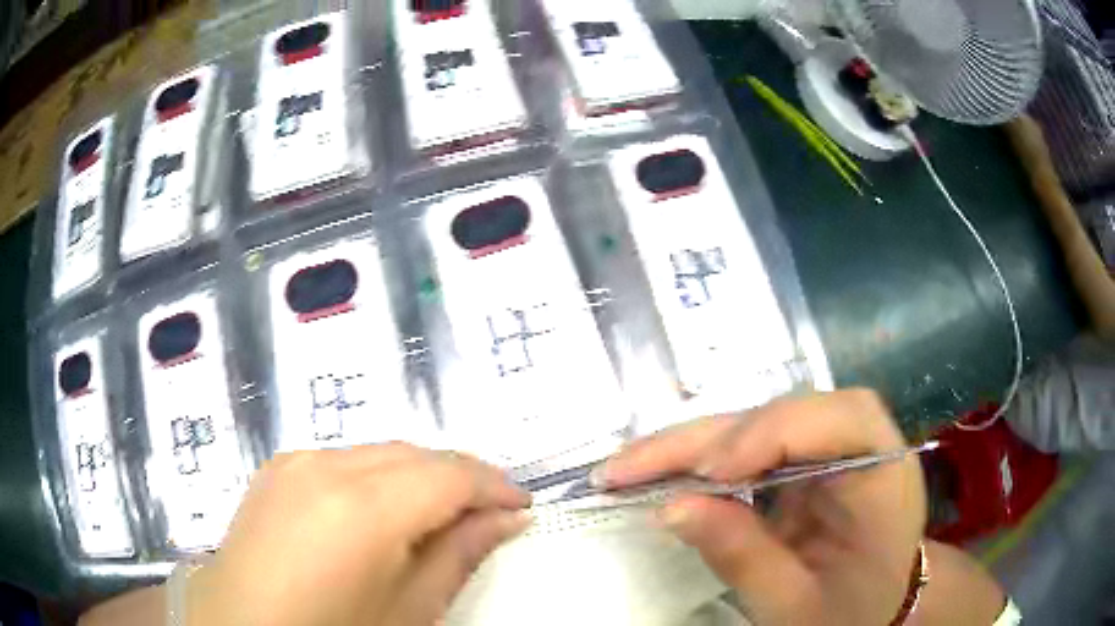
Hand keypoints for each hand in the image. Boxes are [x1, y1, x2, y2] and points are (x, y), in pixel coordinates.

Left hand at [187, 444, 530, 625]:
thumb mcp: (408, 609)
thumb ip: (458, 555)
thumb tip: (506, 519)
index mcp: (361, 506)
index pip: (449, 475)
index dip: (494, 486)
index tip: (521, 507)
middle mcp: (325, 465)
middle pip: (414, 455)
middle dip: (458, 480)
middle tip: (487, 515)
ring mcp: (294, 461)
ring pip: (379, 453)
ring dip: (417, 478)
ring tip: (437, 517)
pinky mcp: (276, 469)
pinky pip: (342, 461)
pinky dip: (375, 478)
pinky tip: (378, 514)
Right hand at [603, 389, 926, 625]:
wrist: (871, 608)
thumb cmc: (847, 611)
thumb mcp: (795, 603)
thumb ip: (742, 556)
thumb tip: (670, 508)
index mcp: (885, 476)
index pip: (842, 419)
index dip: (774, 432)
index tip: (710, 474)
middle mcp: (861, 445)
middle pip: (786, 413)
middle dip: (708, 439)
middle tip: (629, 468)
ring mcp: (828, 447)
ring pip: (757, 422)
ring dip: (692, 444)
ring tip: (628, 468)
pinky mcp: (801, 458)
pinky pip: (748, 443)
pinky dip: (701, 457)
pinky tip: (662, 471)